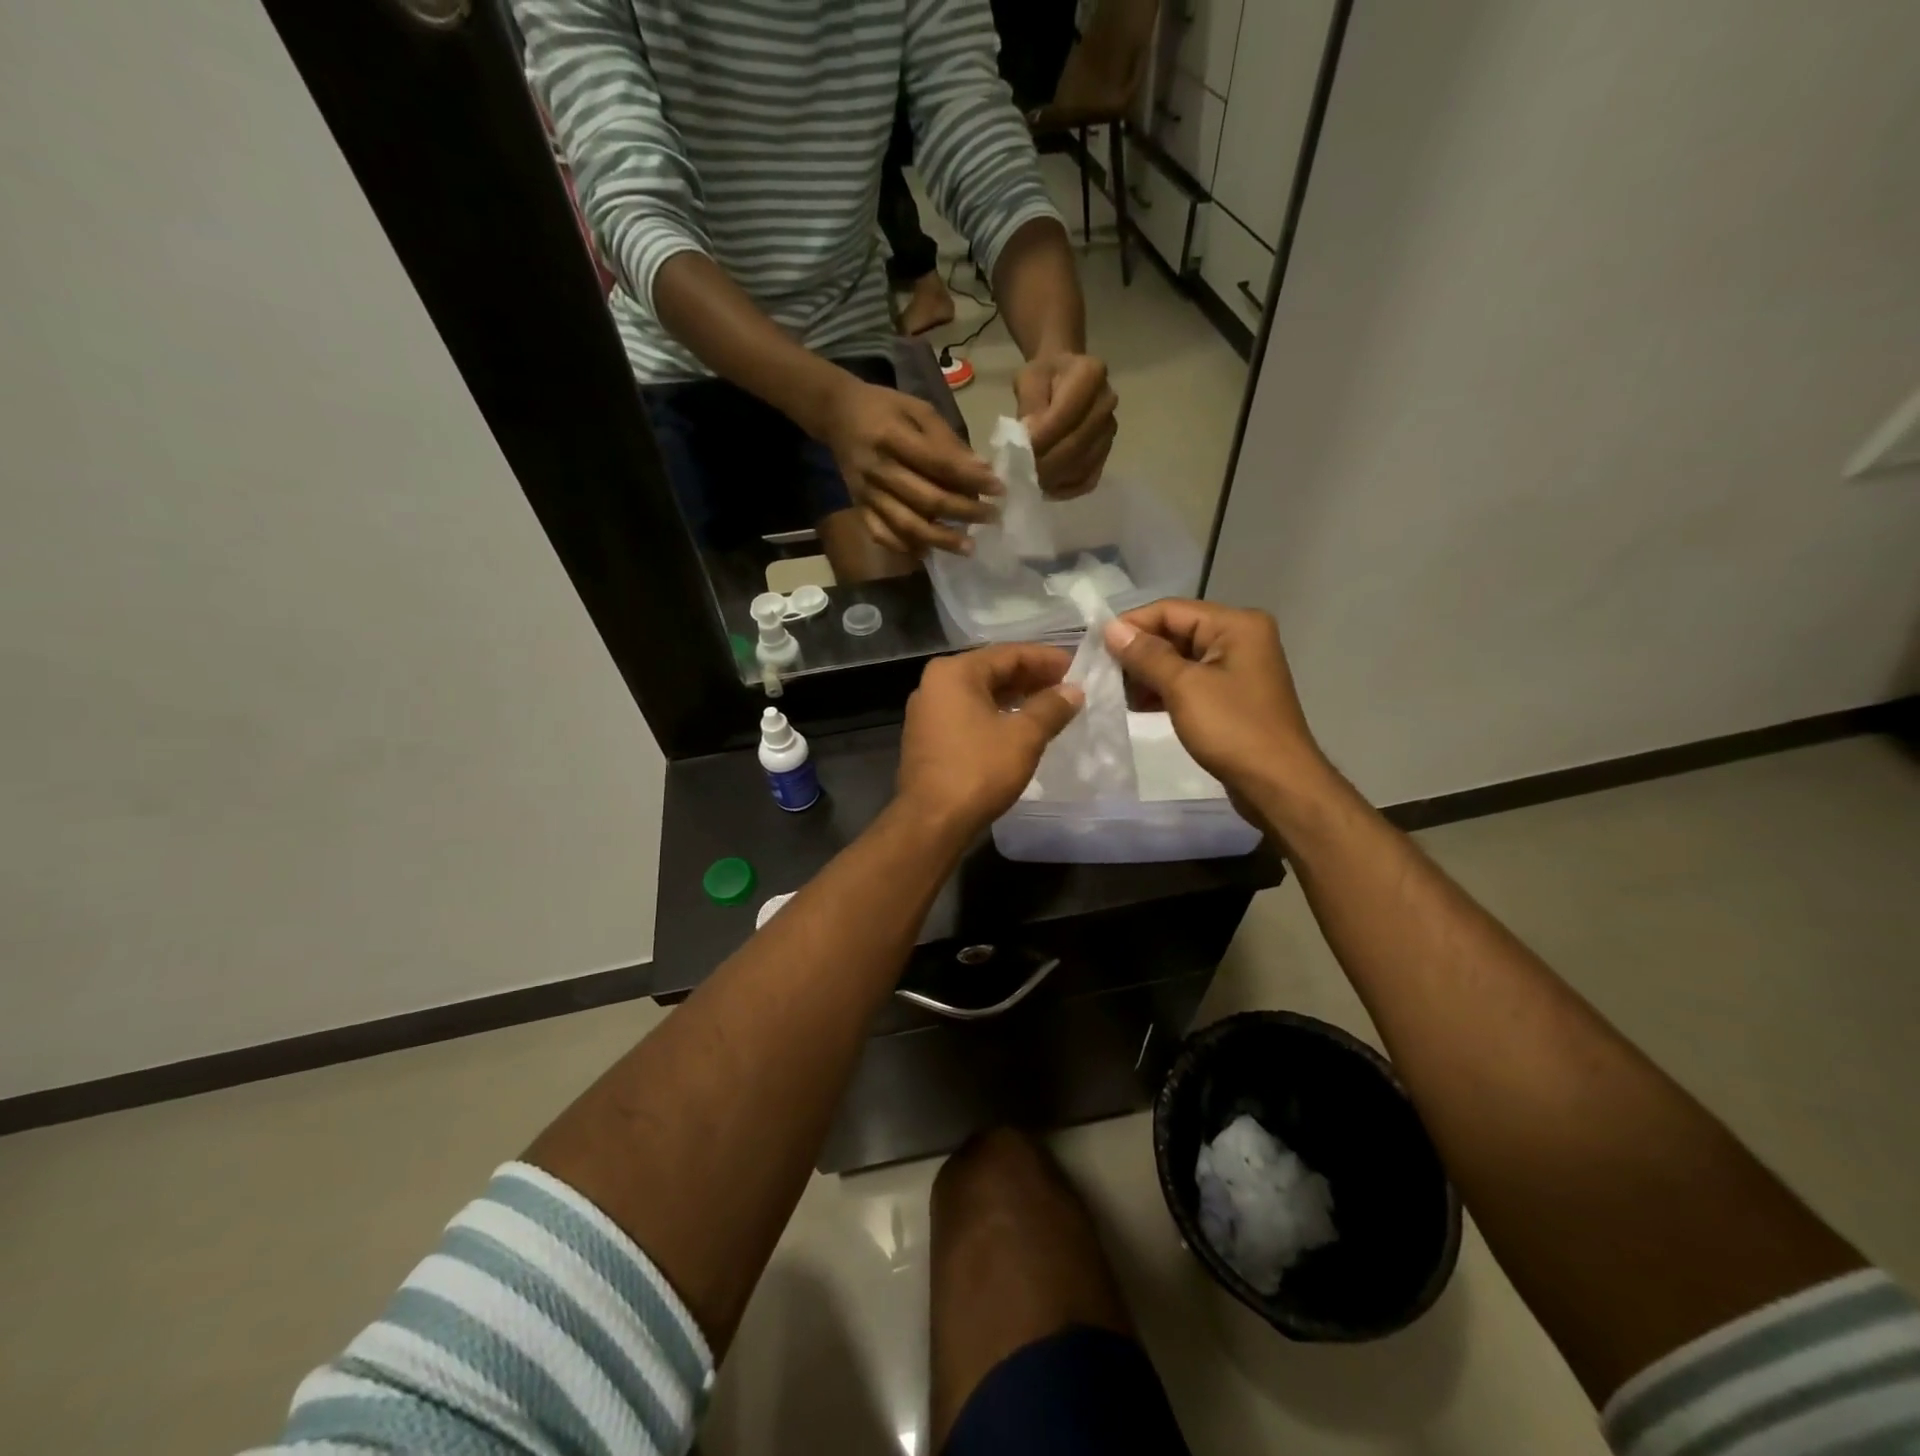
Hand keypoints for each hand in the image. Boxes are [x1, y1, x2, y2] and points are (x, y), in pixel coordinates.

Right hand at [818, 378, 1000, 555]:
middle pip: (927, 500)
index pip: (939, 464)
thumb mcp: (918, 409)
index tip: (999, 489)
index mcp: (892, 437)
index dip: (971, 479)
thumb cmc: (885, 407)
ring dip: (940, 539)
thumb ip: (947, 440)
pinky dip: (904, 547)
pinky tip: (927, 552)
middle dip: (964, 512)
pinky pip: (881, 534)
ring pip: (906, 524)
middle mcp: (878, 469)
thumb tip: (981, 470)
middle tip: (993, 518)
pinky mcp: (858, 506)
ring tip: (968, 547)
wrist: (836, 413)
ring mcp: (866, 492)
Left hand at [897, 644, 1083, 837]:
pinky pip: (968, 714)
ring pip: (980, 694)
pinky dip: (996, 715)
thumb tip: (1074, 691)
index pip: (1009, 653)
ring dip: (1015, 697)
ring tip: (1051, 706)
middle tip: (1068, 687)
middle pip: (992, 670)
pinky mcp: (928, 737)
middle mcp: (935, 684)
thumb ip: (1051, 707)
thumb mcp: (1023, 736)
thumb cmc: (978, 770)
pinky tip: (1020, 727)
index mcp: (954, 672)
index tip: (1077, 667)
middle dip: (1031, 678)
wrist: (932, 821)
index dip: (1047, 659)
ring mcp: (928, 711)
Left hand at [1014, 352, 1116, 498]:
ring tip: (1029, 481)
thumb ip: (1029, 407)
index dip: (1040, 439)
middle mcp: (1106, 403)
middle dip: (1045, 464)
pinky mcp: (1106, 452)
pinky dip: (1066, 489)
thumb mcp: (1028, 379)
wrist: (1065, 376)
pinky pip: (1088, 479)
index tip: (1015, 453)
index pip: (1064, 416)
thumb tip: (1028, 442)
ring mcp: (1109, 431)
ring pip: (1082, 466)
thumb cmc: (1043, 376)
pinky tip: (1047, 489)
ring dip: (1054, 479)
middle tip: (1018, 474)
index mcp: (1090, 374)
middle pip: (1076, 445)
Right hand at [1104, 600, 1324, 795]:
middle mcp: (1239, 637)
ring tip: (1118, 694)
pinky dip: (1164, 690)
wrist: (1278, 784)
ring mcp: (1237, 668)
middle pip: (1175, 632)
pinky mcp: (1231, 695)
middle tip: (1104, 674)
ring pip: (1179, 658)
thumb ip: (1146, 655)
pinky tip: (1138, 705)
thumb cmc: (1233, 729)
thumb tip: (1111, 628)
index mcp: (1235, 625)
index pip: (1170, 610)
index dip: (1132, 626)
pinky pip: (1189, 681)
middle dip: (1139, 652)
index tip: (1096, 648)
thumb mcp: (1184, 687)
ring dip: (1147, 674)